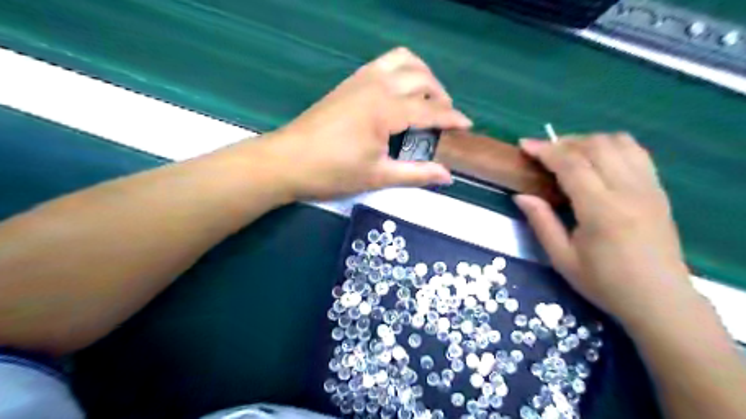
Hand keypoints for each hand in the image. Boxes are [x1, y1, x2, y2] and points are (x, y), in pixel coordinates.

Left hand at [265, 45, 466, 199]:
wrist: (286, 161)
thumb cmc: (331, 172)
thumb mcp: (377, 177)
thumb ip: (416, 174)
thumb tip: (448, 176)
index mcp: (386, 109)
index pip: (430, 109)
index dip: (452, 118)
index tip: (468, 126)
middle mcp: (376, 85)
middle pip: (421, 77)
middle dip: (441, 94)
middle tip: (447, 117)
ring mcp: (360, 79)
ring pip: (402, 60)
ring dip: (422, 75)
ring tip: (428, 98)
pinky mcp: (349, 83)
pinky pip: (384, 64)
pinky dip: (401, 70)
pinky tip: (400, 93)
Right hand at [514, 134, 693, 330]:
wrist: (660, 300)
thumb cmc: (604, 283)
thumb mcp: (562, 259)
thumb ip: (541, 222)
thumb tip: (521, 195)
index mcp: (601, 210)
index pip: (572, 165)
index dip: (545, 150)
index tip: (524, 145)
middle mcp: (628, 191)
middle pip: (596, 146)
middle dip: (564, 142)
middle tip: (543, 153)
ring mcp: (648, 187)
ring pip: (619, 142)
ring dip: (588, 141)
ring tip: (568, 154)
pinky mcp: (658, 190)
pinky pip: (636, 152)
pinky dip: (612, 146)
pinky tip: (597, 159)